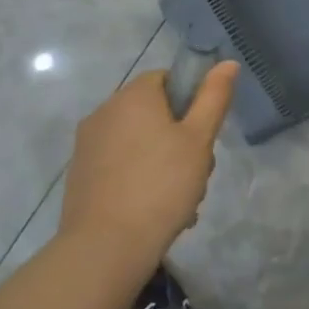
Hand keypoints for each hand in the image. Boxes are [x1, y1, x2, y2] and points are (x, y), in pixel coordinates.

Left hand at [57, 62, 238, 264]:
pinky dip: (140, 179)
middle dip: (179, 138)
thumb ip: (214, 97)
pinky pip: (120, 165)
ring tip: (181, 199)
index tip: (202, 134)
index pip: (167, 79)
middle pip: (153, 113)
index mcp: (133, 96)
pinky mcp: (80, 175)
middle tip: (197, 171)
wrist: (106, 246)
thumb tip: (228, 62)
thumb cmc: (162, 185)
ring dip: (163, 162)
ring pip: (139, 142)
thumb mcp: (199, 139)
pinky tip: (156, 210)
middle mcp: (104, 112)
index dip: (191, 101)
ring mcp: (87, 145)